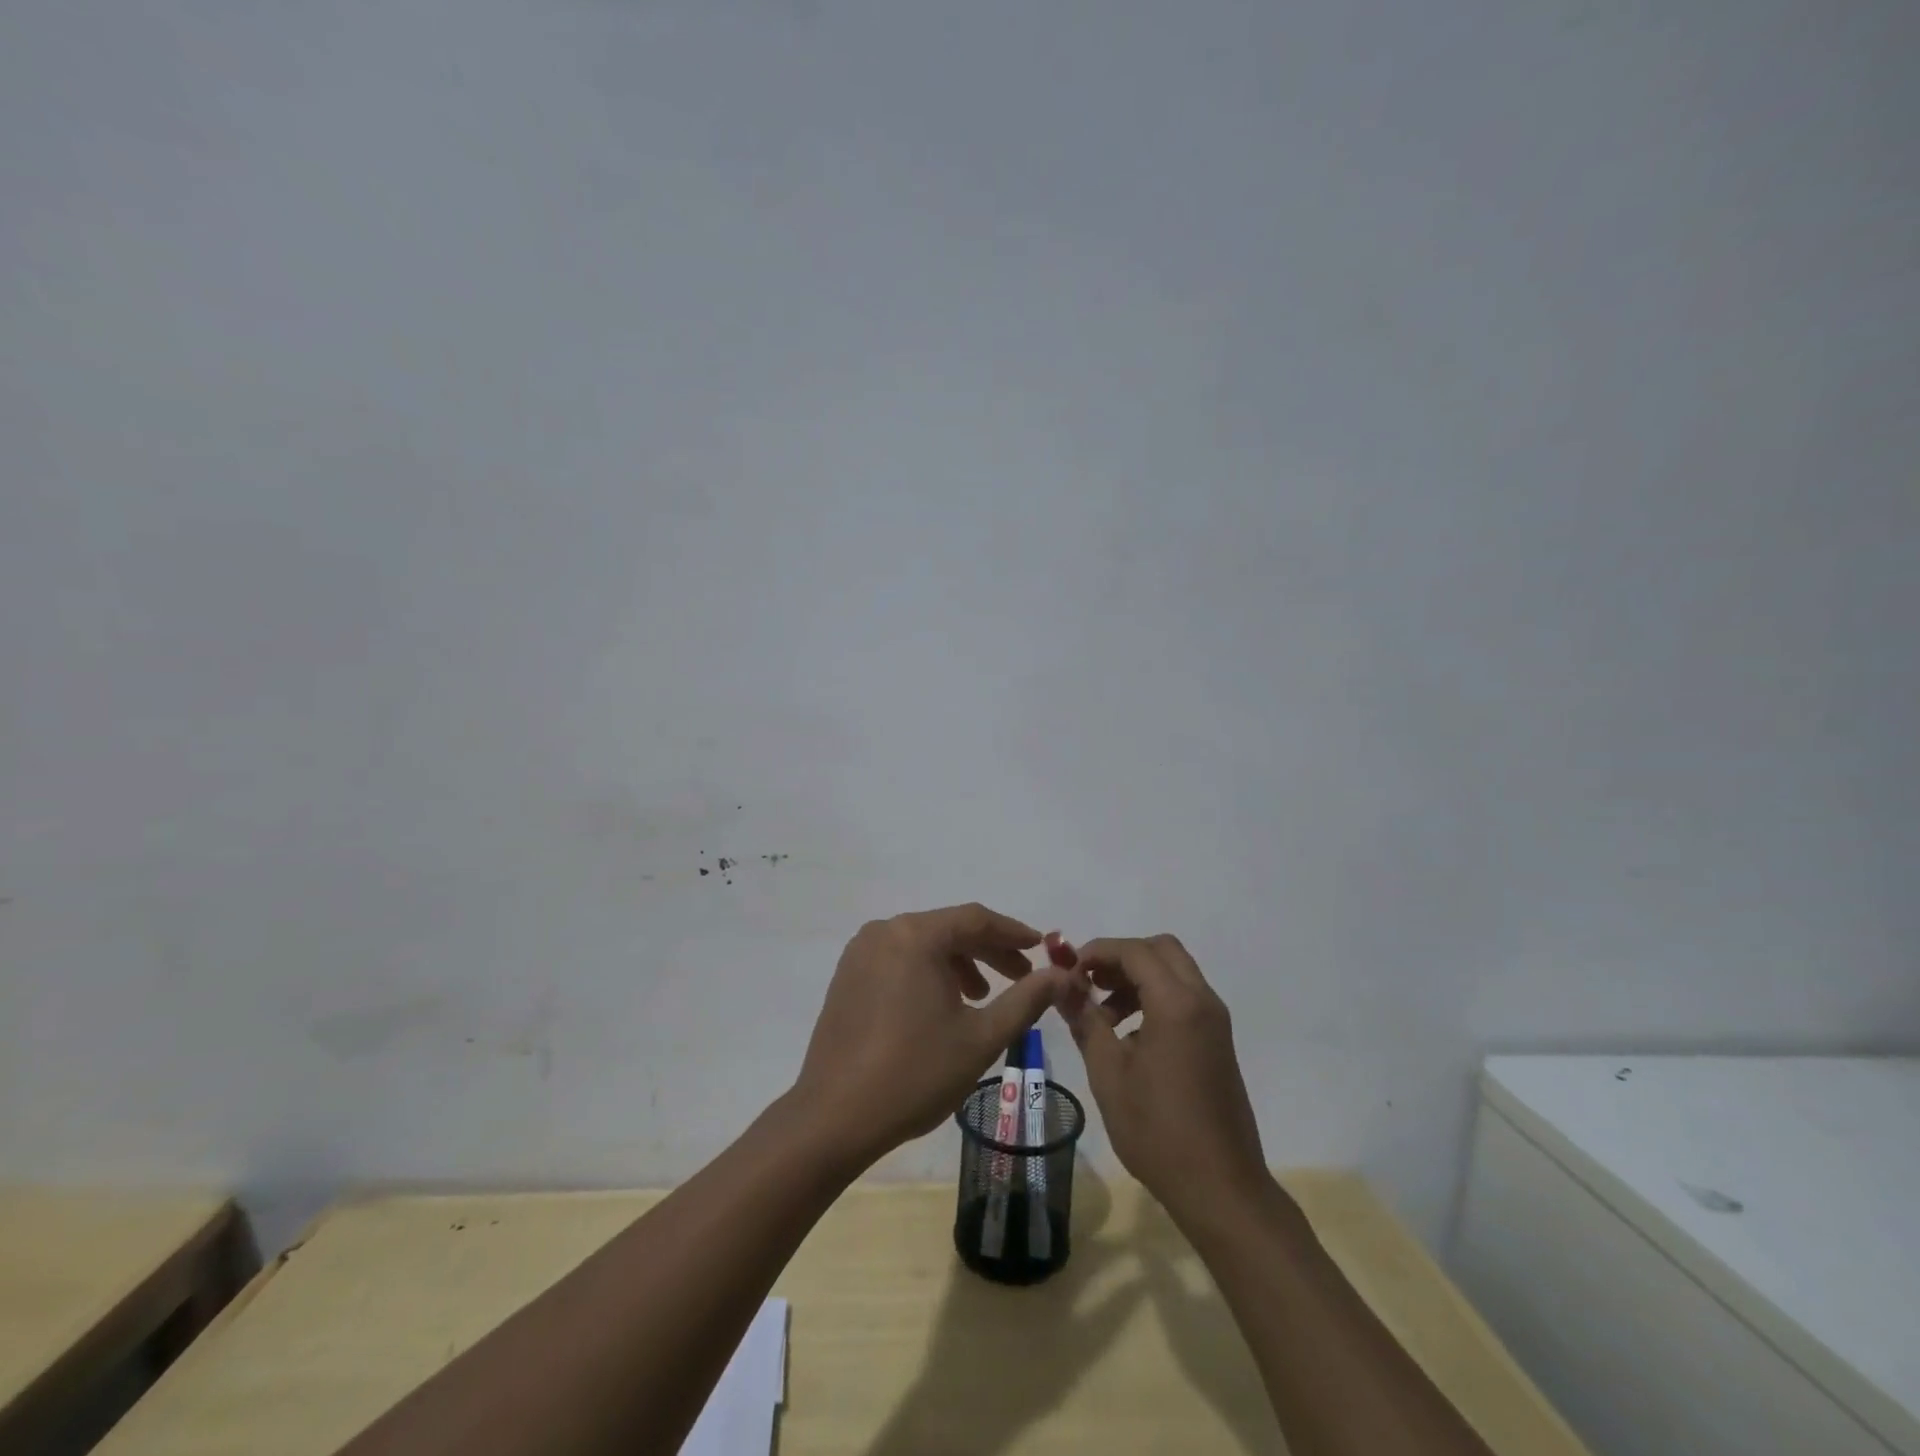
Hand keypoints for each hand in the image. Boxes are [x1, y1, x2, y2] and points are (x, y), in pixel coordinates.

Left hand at [791, 904, 1071, 1169]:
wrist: (834, 1118)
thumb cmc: (915, 1073)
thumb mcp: (981, 1038)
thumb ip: (1026, 999)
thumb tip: (1062, 975)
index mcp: (915, 935)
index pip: (975, 919)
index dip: (1013, 933)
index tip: (1042, 948)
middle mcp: (884, 931)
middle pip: (948, 929)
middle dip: (988, 950)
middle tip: (1021, 976)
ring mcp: (860, 953)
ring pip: (923, 944)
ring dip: (958, 963)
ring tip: (981, 997)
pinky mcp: (847, 977)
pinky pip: (898, 959)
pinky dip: (927, 972)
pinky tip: (942, 1005)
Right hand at [1060, 934, 1267, 1219]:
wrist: (1220, 1188)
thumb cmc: (1158, 1130)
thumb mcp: (1109, 1072)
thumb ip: (1085, 1019)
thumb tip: (1061, 984)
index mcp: (1177, 1003)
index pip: (1134, 951)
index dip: (1097, 952)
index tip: (1067, 972)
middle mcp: (1202, 1001)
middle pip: (1160, 949)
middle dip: (1121, 958)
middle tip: (1089, 983)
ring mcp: (1215, 1021)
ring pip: (1174, 972)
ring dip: (1137, 978)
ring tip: (1103, 1014)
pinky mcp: (1218, 1041)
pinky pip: (1184, 997)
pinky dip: (1155, 997)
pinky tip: (1129, 1036)